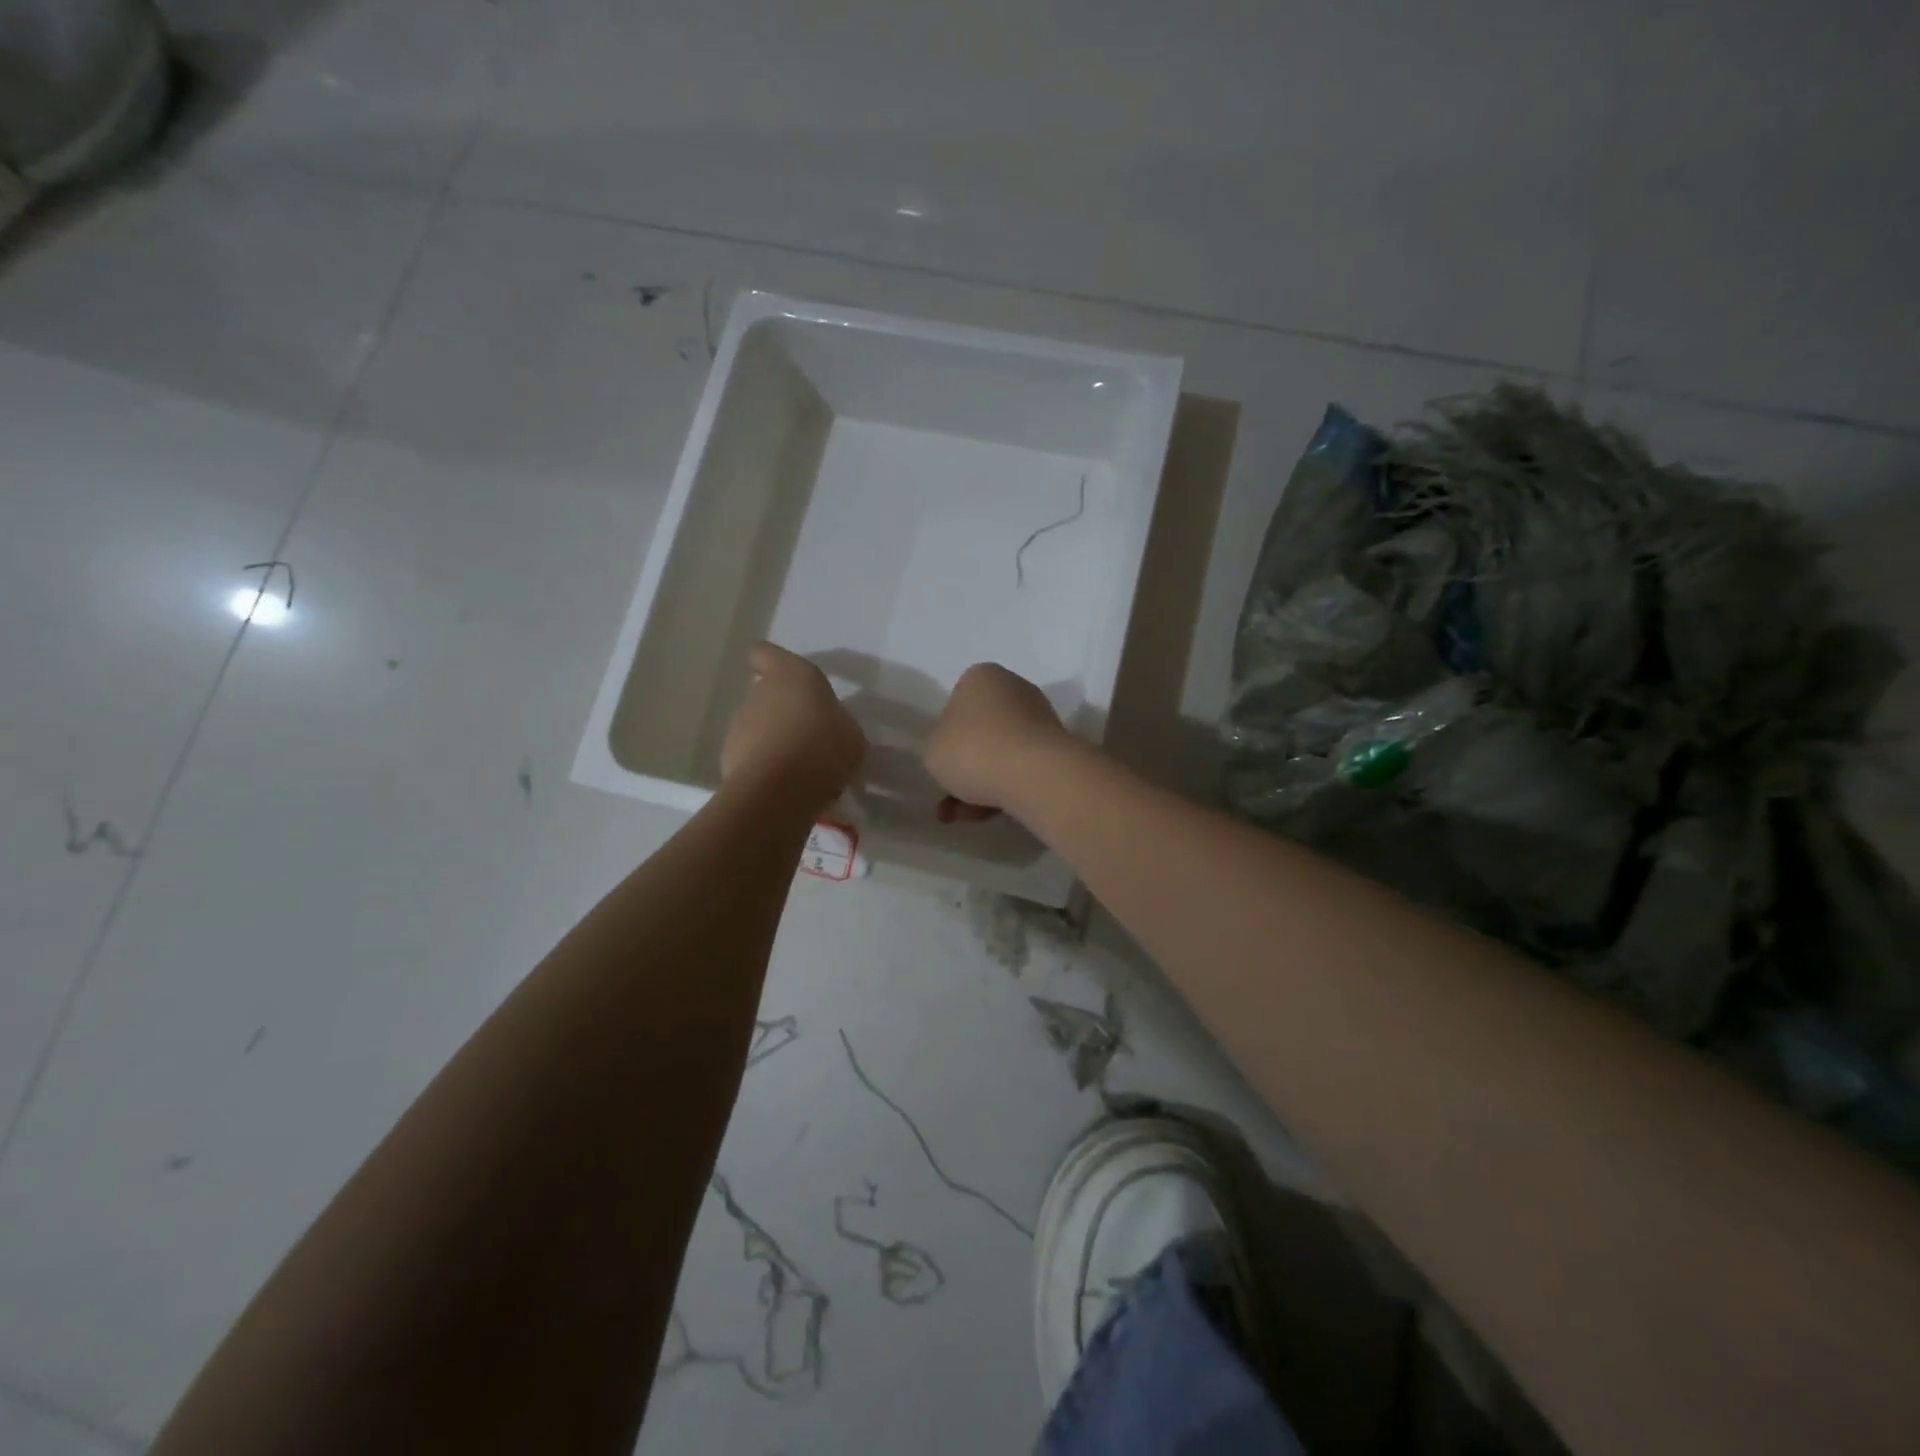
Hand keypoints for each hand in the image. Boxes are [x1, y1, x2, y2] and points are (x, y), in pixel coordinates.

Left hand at [721, 643, 866, 807]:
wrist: (779, 791)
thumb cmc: (824, 749)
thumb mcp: (851, 735)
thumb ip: (837, 723)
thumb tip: (828, 728)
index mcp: (793, 675)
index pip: (766, 653)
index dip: (773, 663)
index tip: (788, 680)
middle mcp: (760, 691)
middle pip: (766, 692)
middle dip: (783, 710)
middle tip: (808, 734)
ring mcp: (740, 723)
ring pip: (757, 724)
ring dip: (774, 739)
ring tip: (799, 767)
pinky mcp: (728, 754)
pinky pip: (750, 754)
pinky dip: (764, 765)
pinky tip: (784, 785)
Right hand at [923, 663, 1071, 818]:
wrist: (1034, 775)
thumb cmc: (973, 751)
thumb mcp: (932, 751)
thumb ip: (938, 747)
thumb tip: (956, 752)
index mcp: (981, 677)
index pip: (955, 703)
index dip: (946, 737)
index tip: (943, 762)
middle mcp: (1014, 688)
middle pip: (981, 731)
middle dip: (966, 767)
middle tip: (952, 798)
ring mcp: (1039, 717)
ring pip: (1000, 753)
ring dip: (982, 784)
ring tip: (969, 816)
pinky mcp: (1057, 747)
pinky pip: (1021, 767)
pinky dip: (1006, 788)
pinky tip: (992, 814)